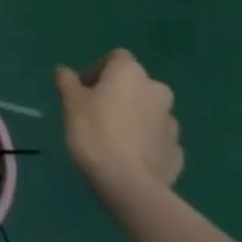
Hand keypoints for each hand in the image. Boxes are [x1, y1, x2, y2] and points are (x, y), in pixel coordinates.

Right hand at [58, 49, 182, 195]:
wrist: (129, 184)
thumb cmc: (94, 132)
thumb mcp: (70, 103)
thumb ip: (68, 82)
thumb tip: (65, 71)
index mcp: (131, 73)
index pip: (116, 58)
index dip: (98, 70)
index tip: (84, 91)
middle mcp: (157, 90)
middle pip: (134, 84)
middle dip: (118, 94)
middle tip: (96, 114)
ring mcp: (171, 121)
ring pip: (148, 111)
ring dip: (133, 117)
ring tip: (112, 139)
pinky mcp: (177, 150)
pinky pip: (157, 138)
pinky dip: (145, 141)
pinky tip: (128, 157)